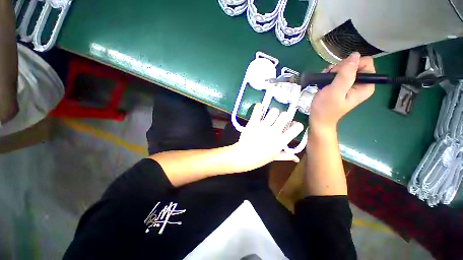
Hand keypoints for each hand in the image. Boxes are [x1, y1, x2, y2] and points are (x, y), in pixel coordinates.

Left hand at [232, 103, 303, 170]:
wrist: (243, 156)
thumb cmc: (260, 158)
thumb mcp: (275, 157)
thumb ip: (286, 156)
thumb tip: (297, 159)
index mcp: (281, 141)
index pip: (297, 127)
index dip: (297, 125)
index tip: (292, 126)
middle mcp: (274, 132)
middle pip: (285, 115)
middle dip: (283, 117)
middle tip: (278, 121)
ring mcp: (263, 126)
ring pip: (274, 111)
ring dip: (272, 113)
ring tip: (268, 117)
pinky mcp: (253, 122)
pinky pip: (258, 109)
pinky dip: (258, 108)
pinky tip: (259, 110)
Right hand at [309, 52, 374, 135]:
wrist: (318, 119)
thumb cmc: (325, 108)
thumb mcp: (335, 92)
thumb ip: (345, 74)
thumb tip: (355, 55)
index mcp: (366, 85)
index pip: (365, 63)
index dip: (350, 65)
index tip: (337, 73)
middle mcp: (361, 83)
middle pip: (354, 64)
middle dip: (339, 68)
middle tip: (329, 78)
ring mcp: (351, 84)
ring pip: (344, 67)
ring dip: (332, 72)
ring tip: (324, 81)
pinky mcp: (342, 85)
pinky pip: (338, 73)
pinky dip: (329, 75)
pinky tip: (323, 82)